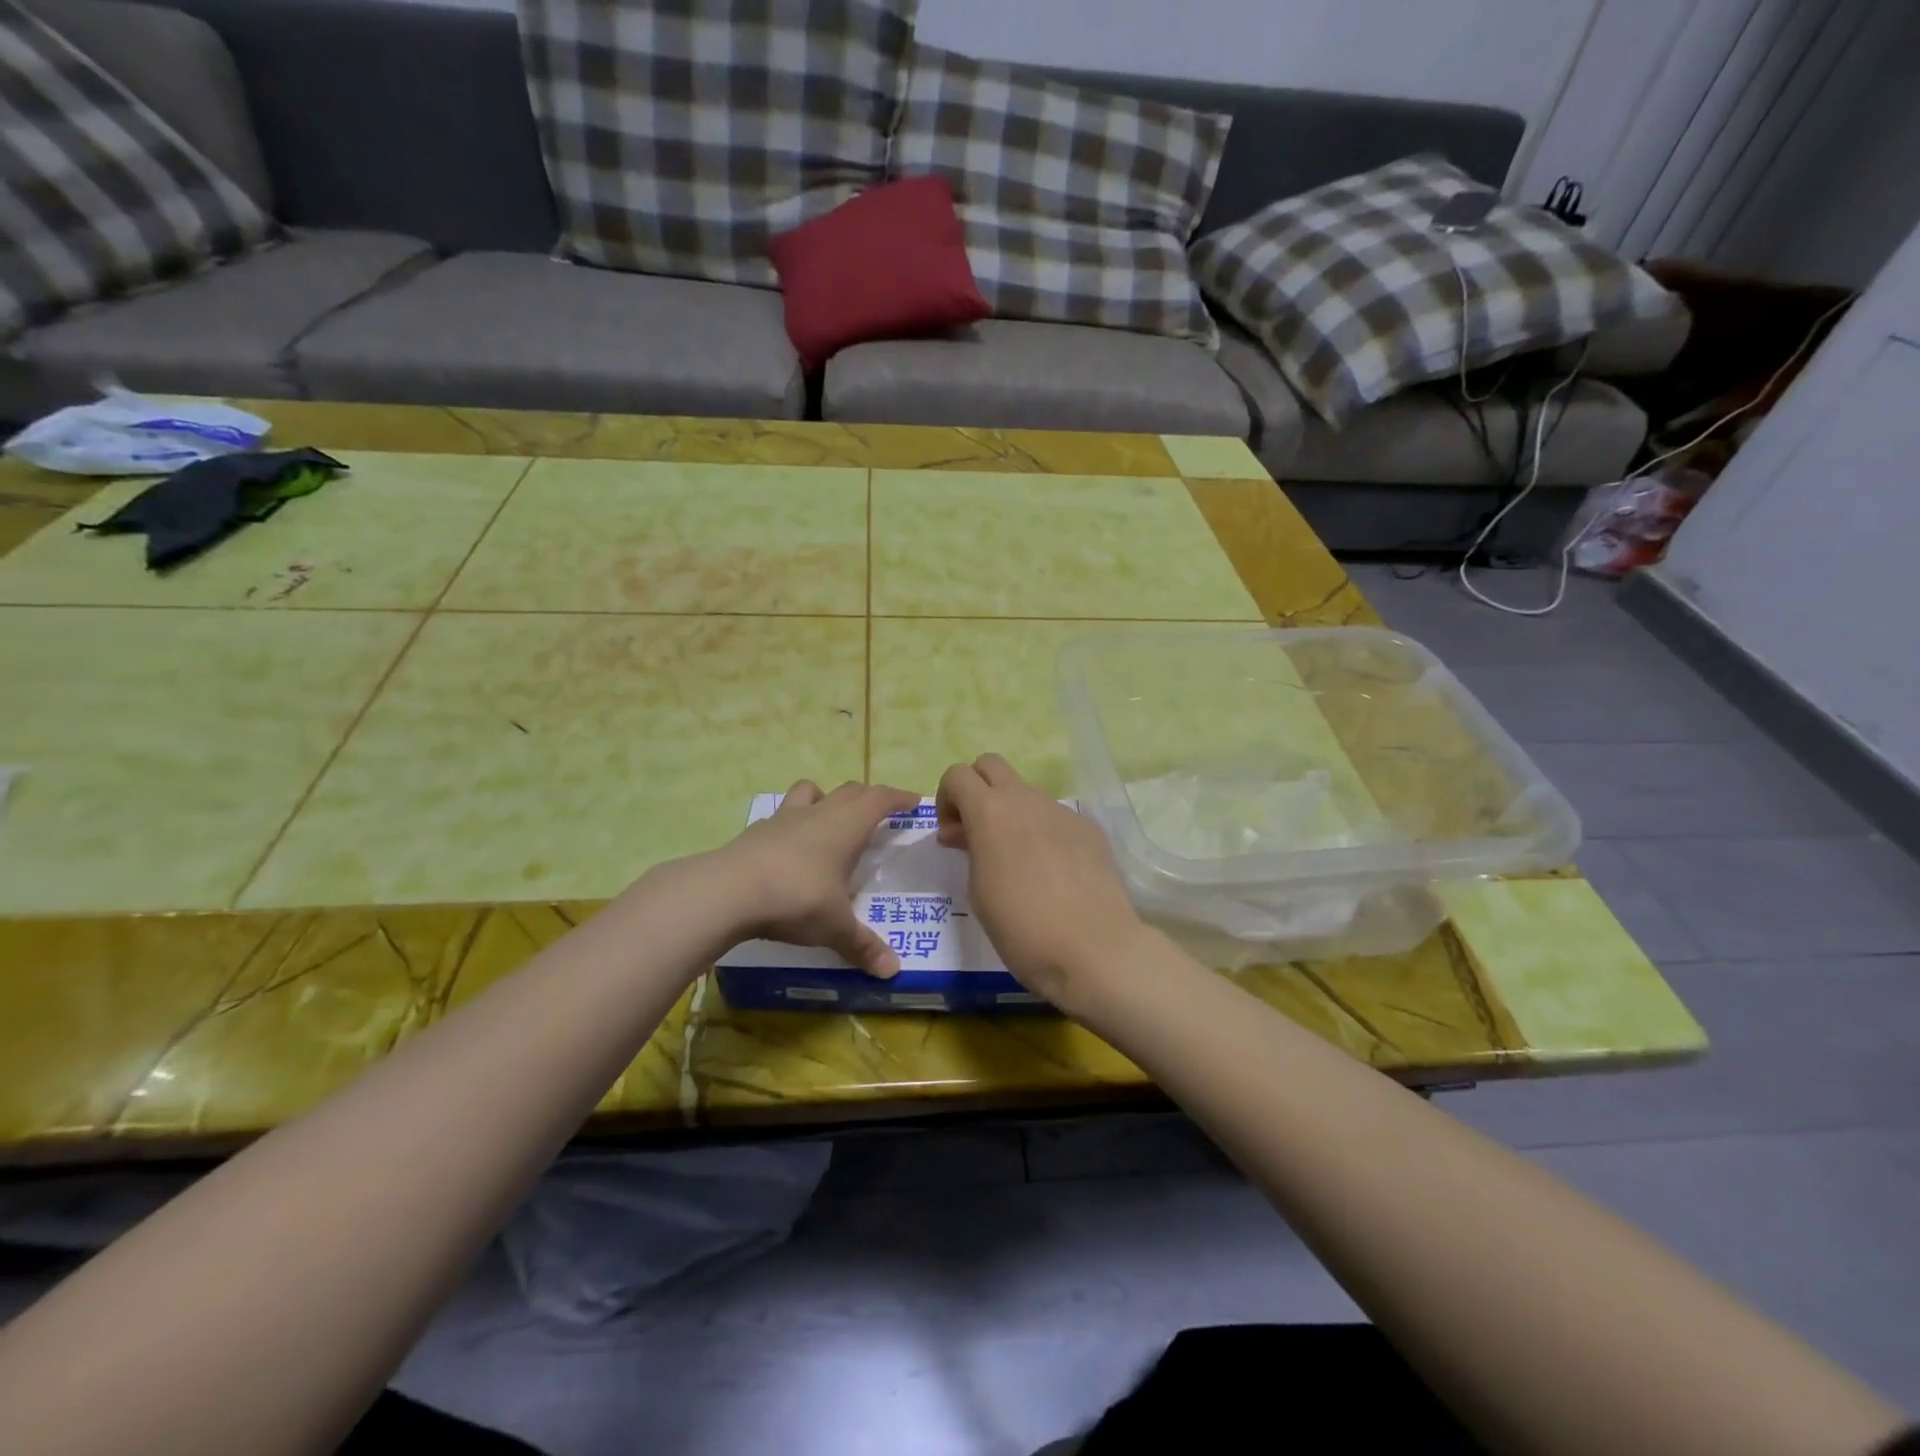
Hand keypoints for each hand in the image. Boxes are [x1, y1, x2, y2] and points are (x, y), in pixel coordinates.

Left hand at [713, 779, 918, 977]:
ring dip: (826, 798)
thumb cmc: (797, 898)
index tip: (913, 801)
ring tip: (830, 818)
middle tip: (880, 812)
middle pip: (850, 790)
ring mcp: (784, 818)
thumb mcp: (835, 927)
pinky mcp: (756, 831)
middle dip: (868, 797)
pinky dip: (793, 823)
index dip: (898, 797)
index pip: (880, 798)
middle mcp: (819, 813)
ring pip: (811, 792)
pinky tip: (790, 847)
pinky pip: (782, 815)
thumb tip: (892, 971)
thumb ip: (863, 945)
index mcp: (847, 826)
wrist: (728, 891)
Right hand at [935, 754, 1145, 1008]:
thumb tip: (969, 835)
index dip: (946, 799)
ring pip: (1026, 793)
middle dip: (976, 789)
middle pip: (991, 765)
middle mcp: (1026, 800)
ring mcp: (1061, 811)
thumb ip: (970, 850)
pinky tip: (1052, 873)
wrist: (1094, 948)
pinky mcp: (1088, 828)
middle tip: (977, 832)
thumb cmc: (1021, 927)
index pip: (957, 774)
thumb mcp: (977, 890)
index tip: (952, 836)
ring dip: (1011, 813)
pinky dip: (1042, 832)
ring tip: (1017, 860)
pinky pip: (1054, 817)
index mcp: (990, 812)